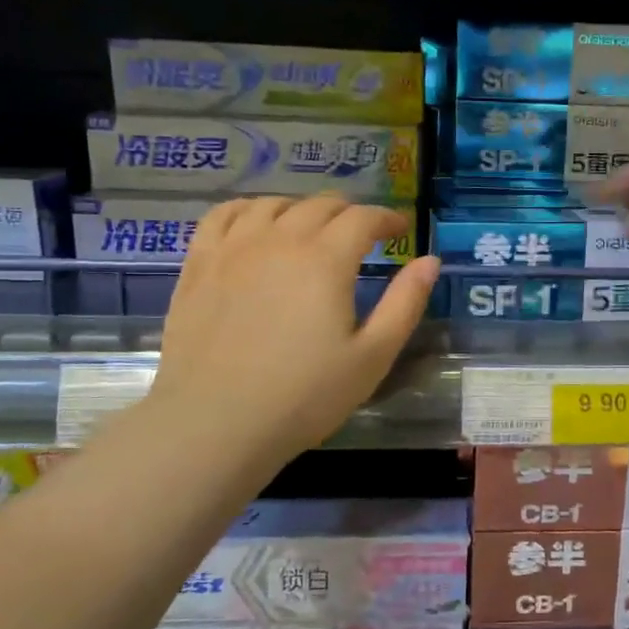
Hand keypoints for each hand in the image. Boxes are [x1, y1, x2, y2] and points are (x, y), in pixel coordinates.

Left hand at [147, 196, 438, 463]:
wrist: (215, 423)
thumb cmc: (304, 396)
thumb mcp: (372, 356)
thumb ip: (405, 303)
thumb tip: (430, 260)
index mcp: (326, 260)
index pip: (363, 218)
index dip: (387, 218)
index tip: (400, 230)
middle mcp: (280, 240)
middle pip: (320, 205)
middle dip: (349, 213)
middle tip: (362, 235)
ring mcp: (233, 248)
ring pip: (273, 204)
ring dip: (302, 209)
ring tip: (312, 229)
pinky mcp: (199, 264)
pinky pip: (223, 215)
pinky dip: (249, 209)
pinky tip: (256, 224)